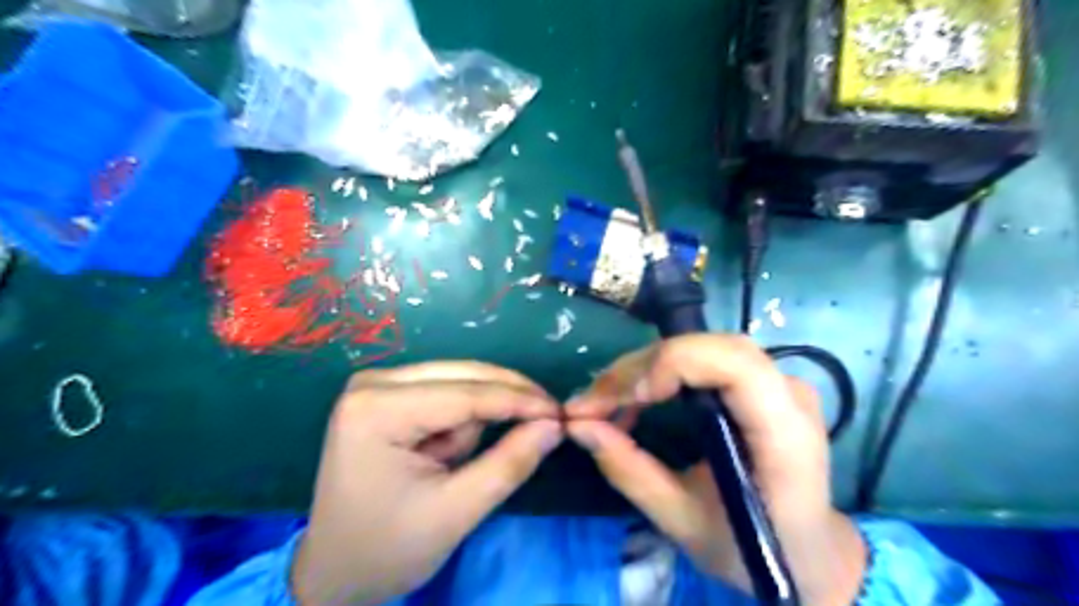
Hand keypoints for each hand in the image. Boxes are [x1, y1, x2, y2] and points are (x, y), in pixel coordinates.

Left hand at [292, 362, 564, 603]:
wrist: (336, 570)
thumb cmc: (388, 548)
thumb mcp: (455, 512)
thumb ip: (509, 464)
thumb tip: (554, 424)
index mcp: (377, 409)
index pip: (465, 394)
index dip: (519, 400)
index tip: (561, 411)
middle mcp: (374, 382)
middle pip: (462, 377)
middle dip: (504, 401)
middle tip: (547, 420)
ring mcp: (378, 384)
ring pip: (458, 383)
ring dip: (475, 419)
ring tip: (451, 466)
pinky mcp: (387, 394)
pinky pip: (445, 393)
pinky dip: (459, 421)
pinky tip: (442, 454)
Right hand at [566, 337, 866, 605]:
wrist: (808, 553)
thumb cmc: (753, 549)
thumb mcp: (683, 521)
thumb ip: (629, 470)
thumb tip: (577, 425)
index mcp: (784, 434)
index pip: (733, 364)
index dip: (671, 364)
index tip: (623, 399)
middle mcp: (788, 393)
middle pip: (709, 348)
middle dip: (642, 368)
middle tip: (593, 402)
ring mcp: (778, 382)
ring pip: (702, 347)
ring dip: (646, 367)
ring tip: (606, 401)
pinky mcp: (761, 384)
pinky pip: (704, 360)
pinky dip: (661, 372)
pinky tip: (636, 399)